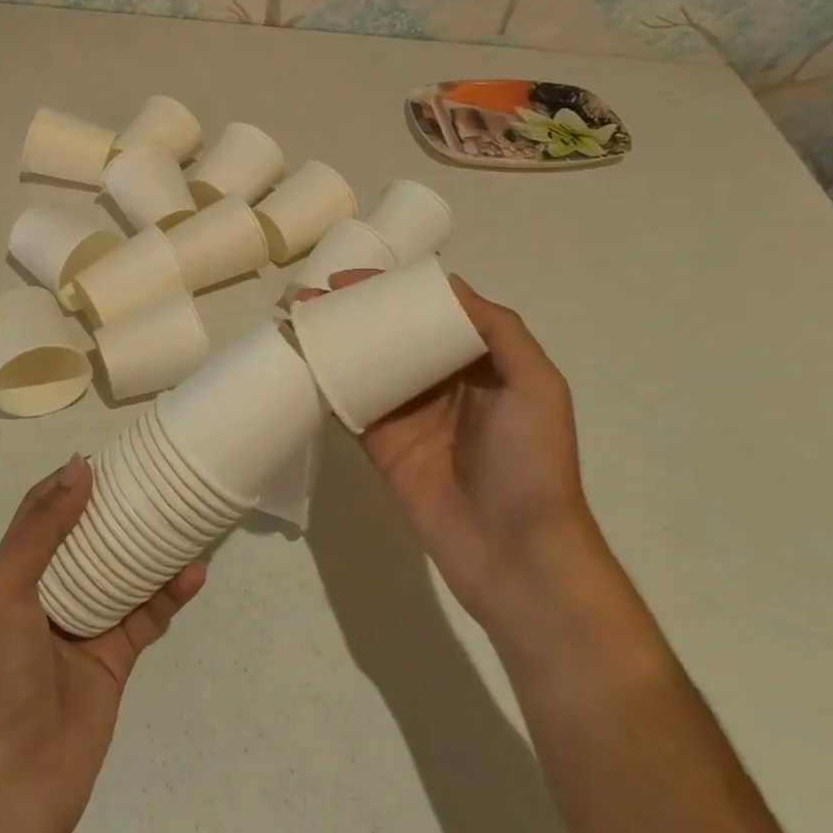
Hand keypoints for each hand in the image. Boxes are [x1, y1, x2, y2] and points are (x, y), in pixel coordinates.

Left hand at [0, 457, 204, 832]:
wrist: (11, 787)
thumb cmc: (0, 677)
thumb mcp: (7, 592)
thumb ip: (41, 531)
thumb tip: (79, 467)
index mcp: (16, 575)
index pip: (41, 514)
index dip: (68, 483)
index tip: (107, 456)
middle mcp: (50, 594)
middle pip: (87, 538)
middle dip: (116, 509)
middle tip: (154, 479)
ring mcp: (85, 627)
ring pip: (124, 573)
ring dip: (150, 548)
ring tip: (183, 516)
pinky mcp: (115, 660)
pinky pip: (146, 616)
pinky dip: (169, 594)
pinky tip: (194, 573)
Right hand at [299, 270, 597, 624]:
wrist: (516, 554)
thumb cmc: (533, 463)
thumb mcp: (537, 386)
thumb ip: (500, 330)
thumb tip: (446, 284)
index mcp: (477, 361)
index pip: (428, 311)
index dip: (392, 289)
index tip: (353, 278)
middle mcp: (439, 380)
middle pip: (390, 333)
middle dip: (354, 310)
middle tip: (312, 296)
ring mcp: (407, 412)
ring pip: (365, 363)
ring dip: (333, 341)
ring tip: (296, 320)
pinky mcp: (382, 443)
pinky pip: (350, 404)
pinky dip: (325, 382)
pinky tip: (299, 361)